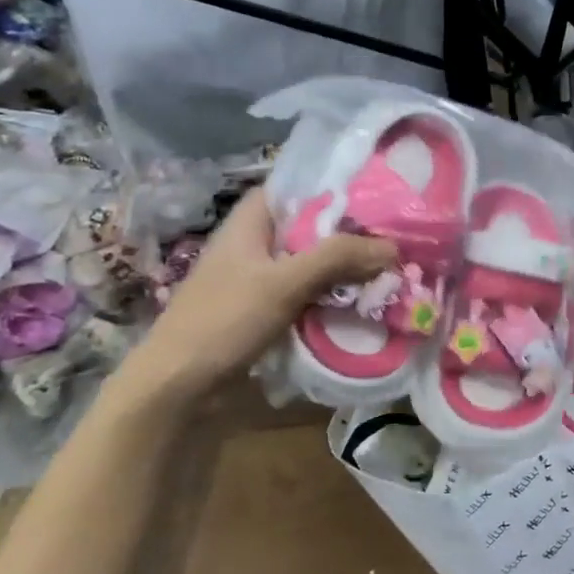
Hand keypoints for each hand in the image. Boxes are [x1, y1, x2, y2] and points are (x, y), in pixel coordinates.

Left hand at [130, 192, 394, 395]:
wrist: (179, 387)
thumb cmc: (225, 320)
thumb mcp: (284, 282)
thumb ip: (338, 258)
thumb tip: (392, 247)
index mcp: (249, 223)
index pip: (293, 186)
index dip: (331, 185)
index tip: (374, 192)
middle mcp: (254, 244)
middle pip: (309, 227)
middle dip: (349, 232)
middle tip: (395, 235)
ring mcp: (259, 280)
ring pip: (311, 263)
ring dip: (344, 268)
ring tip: (390, 268)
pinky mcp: (265, 311)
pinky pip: (307, 293)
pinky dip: (332, 295)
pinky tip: (363, 301)